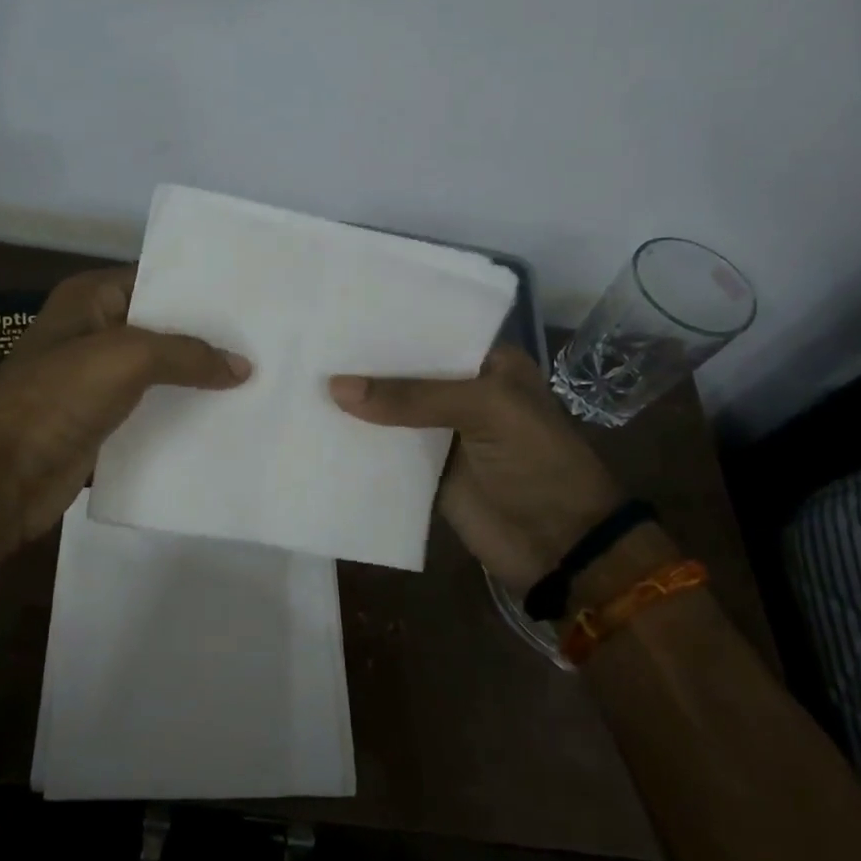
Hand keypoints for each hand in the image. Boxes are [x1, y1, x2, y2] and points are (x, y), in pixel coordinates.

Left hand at [0, 268, 250, 542]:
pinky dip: (180, 417)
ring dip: (198, 382)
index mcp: (90, 299)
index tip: (252, 300)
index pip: (156, 281)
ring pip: (160, 374)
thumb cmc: (58, 397)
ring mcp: (95, 381)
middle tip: (265, 344)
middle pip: (162, 329)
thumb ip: (188, 354)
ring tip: (258, 382)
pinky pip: (151, 413)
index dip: (201, 290)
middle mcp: (94, 333)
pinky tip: (224, 422)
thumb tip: (243, 366)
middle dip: (207, 339)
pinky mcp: (101, 424)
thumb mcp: (127, 357)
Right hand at [329, 345, 625, 593]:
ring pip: (391, 409)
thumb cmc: (537, 462)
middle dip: (364, 364)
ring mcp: (443, 432)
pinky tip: (316, 426)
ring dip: (355, 402)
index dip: (390, 325)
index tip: (339, 313)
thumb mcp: (485, 411)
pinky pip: (386, 449)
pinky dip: (357, 442)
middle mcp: (463, 391)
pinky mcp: (426, 470)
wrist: (560, 547)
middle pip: (405, 371)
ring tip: (301, 378)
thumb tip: (335, 387)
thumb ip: (412, 397)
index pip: (432, 332)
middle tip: (309, 343)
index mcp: (489, 364)